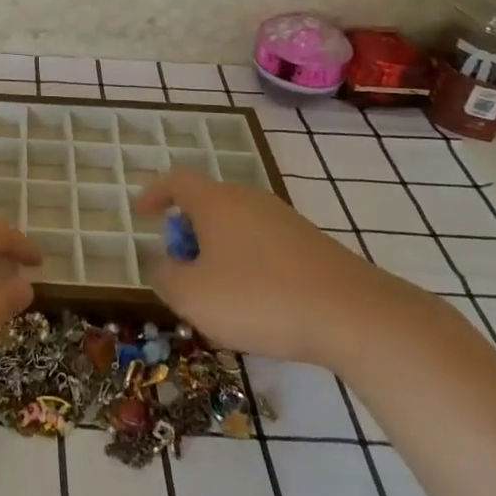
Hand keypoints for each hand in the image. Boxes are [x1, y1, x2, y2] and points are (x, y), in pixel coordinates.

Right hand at [135, 168, 417, 366]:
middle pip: (207, 204)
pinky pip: (264, 244)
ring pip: (237, 226)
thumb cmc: (259, 298)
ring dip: (218, 251)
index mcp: (215, 202)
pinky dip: (248, 264)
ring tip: (217, 294)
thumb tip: (162, 264)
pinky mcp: (311, 244)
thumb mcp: (193, 296)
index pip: (176, 181)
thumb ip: (165, 277)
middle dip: (188, 232)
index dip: (154, 194)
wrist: (354, 315)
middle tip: (180, 267)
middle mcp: (249, 199)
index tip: (141, 212)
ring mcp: (284, 219)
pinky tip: (257, 303)